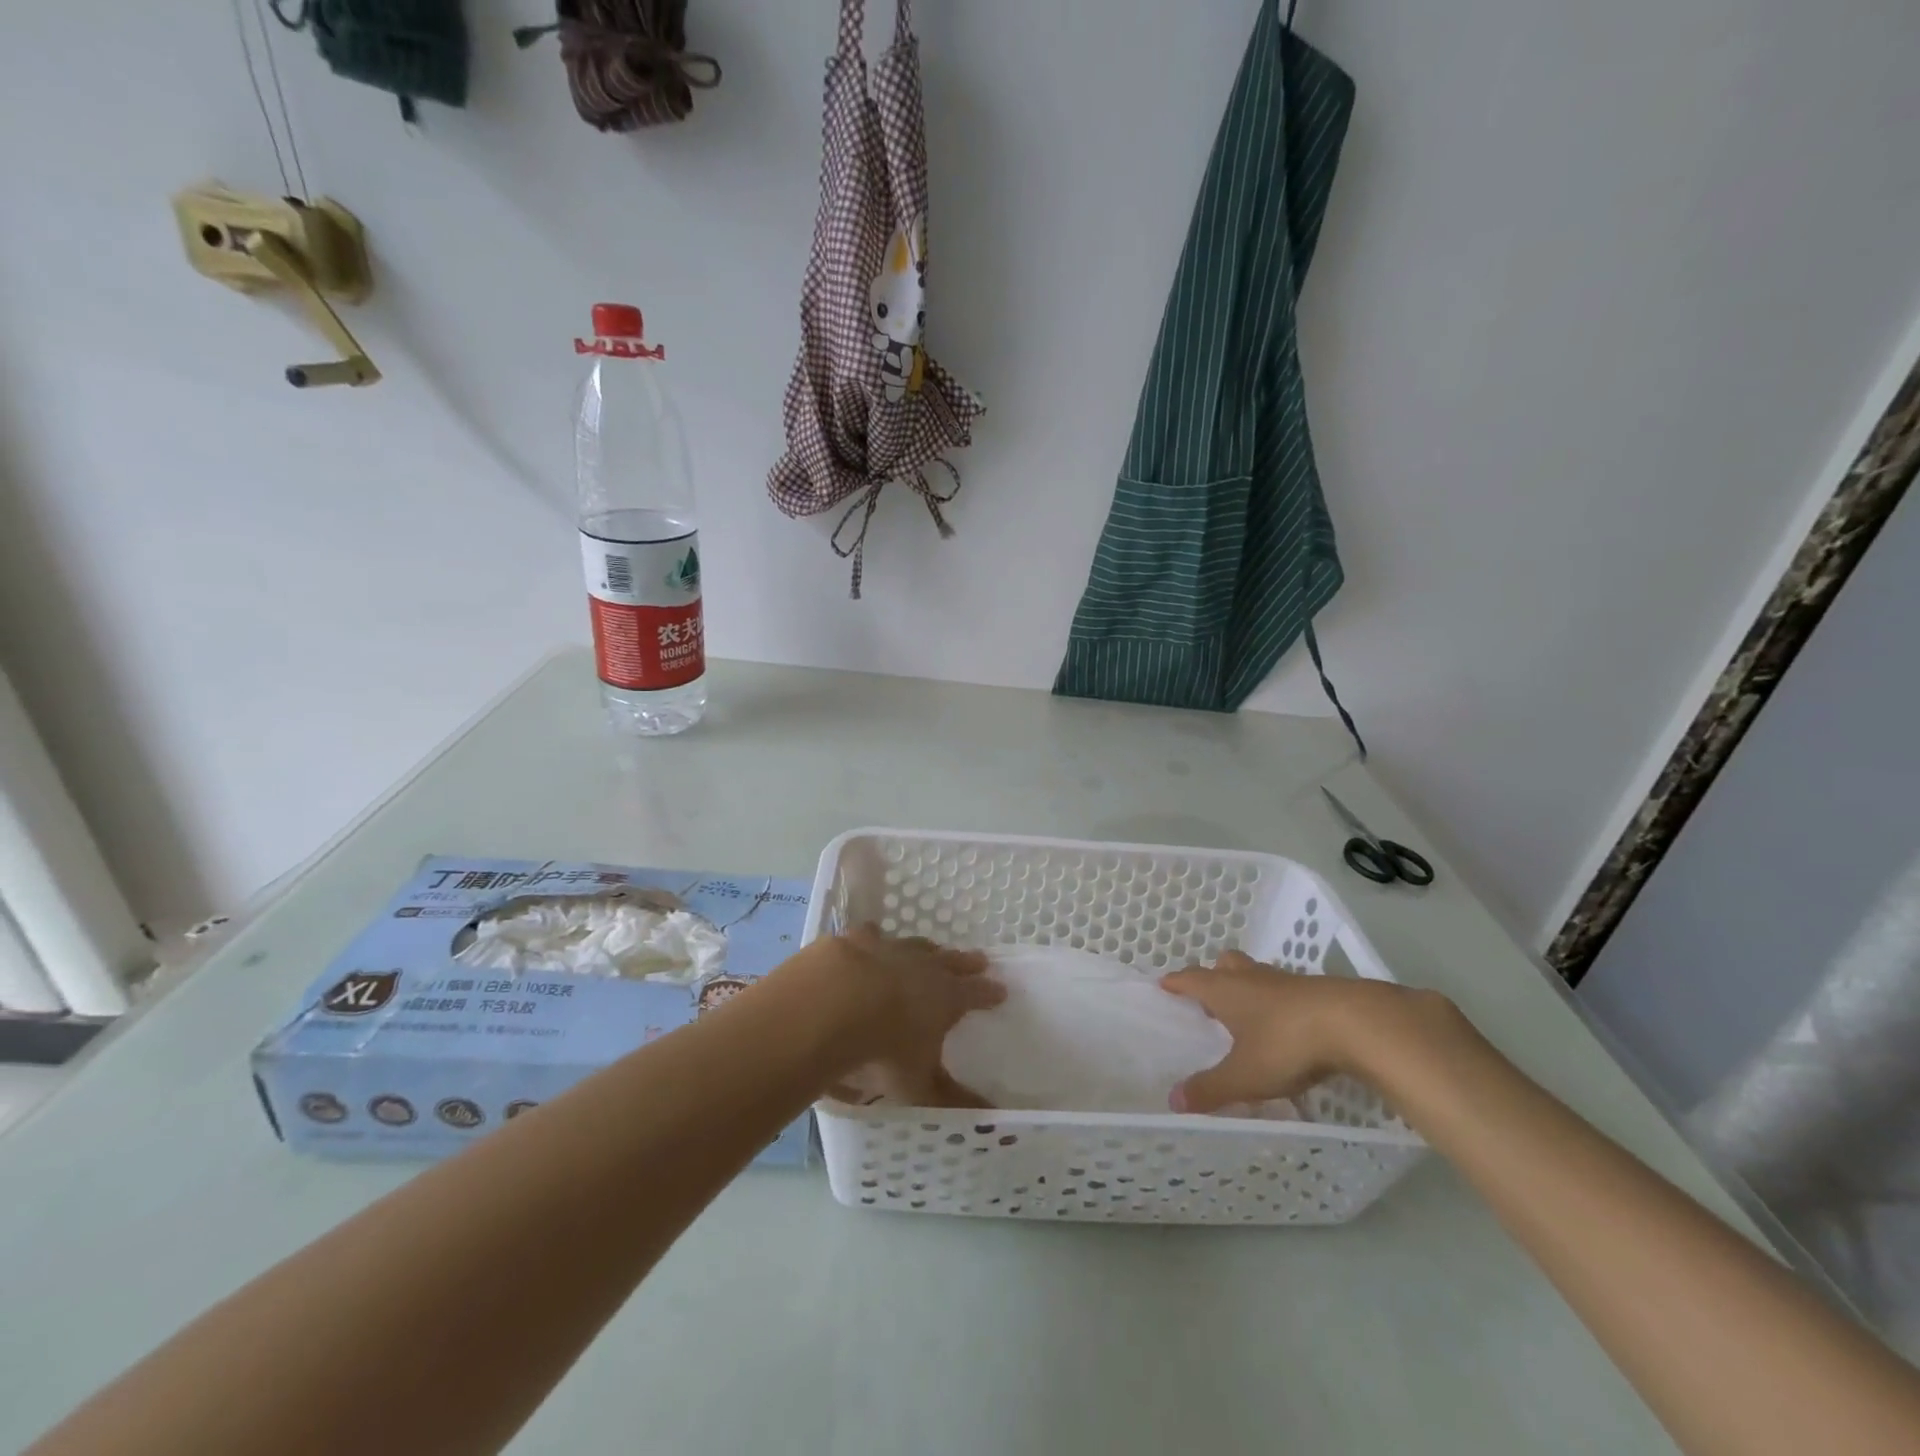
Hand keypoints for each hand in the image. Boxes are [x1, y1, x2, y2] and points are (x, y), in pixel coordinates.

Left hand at [796, 925, 1005, 1107]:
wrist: (831, 1005)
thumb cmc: (883, 1049)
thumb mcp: (917, 1085)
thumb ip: (950, 1099)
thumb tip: (991, 1118)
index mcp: (946, 997)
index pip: (977, 993)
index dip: (989, 993)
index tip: (1001, 991)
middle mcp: (923, 966)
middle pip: (951, 961)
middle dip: (966, 963)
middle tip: (979, 960)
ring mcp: (889, 948)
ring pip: (915, 945)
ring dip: (925, 949)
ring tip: (931, 949)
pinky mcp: (854, 941)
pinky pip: (870, 935)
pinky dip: (874, 938)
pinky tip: (871, 937)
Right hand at [1159, 950, 1423, 1112]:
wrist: (1354, 1023)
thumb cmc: (1286, 1043)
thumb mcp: (1244, 1075)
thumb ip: (1210, 1088)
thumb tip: (1173, 1101)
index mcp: (1226, 990)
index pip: (1191, 978)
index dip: (1176, 982)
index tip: (1164, 985)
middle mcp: (1252, 978)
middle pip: (1227, 965)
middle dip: (1216, 976)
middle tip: (1211, 998)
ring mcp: (1287, 981)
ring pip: (1259, 975)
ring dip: (1250, 988)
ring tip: (1250, 1015)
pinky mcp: (1319, 991)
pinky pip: (1289, 991)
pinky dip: (1281, 1004)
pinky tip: (1289, 1027)